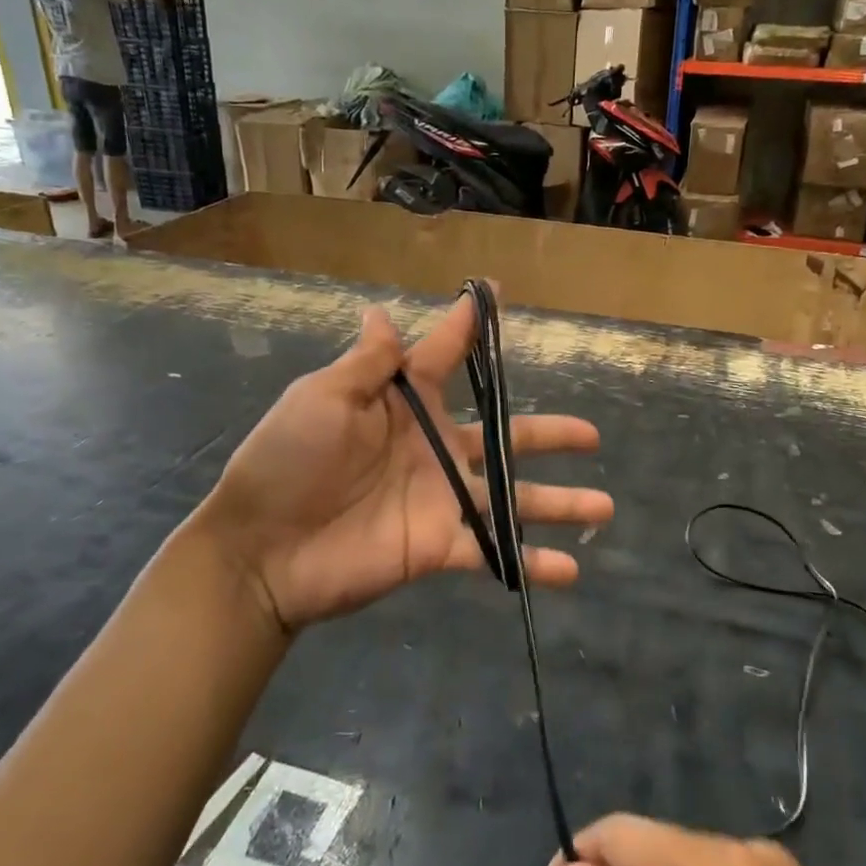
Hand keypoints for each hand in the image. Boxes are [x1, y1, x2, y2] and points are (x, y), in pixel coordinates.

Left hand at [193, 295, 613, 631]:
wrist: (261, 548)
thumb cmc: (288, 461)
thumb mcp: (322, 400)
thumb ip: (367, 365)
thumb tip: (382, 311)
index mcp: (406, 407)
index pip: (445, 357)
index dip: (468, 327)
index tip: (495, 293)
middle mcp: (435, 450)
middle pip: (505, 436)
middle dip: (548, 434)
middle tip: (591, 434)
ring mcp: (442, 500)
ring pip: (514, 498)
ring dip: (560, 503)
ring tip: (604, 507)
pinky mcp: (439, 545)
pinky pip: (493, 553)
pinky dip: (530, 562)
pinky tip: (569, 571)